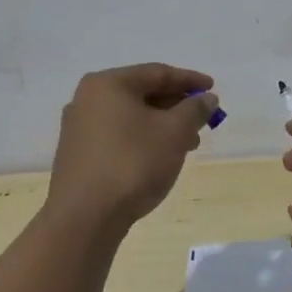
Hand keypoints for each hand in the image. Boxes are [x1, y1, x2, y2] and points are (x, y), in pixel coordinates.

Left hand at [46, 64, 219, 230]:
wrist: (84, 218)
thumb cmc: (133, 163)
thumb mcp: (175, 132)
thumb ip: (194, 109)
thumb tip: (207, 98)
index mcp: (108, 84)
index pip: (157, 73)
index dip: (189, 80)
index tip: (213, 89)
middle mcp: (88, 99)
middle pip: (142, 94)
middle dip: (176, 106)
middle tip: (202, 119)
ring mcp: (79, 128)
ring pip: (131, 118)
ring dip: (162, 126)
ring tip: (188, 144)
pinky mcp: (78, 155)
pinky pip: (118, 136)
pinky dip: (143, 140)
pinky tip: (160, 158)